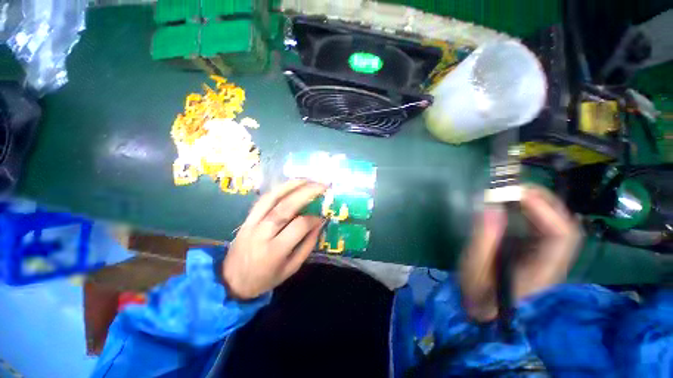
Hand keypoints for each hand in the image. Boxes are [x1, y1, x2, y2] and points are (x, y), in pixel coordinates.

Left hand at [222, 180, 326, 299]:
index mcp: (275, 251)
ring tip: (307, 179)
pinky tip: (290, 185)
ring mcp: (251, 223)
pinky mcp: (246, 218)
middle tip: (322, 186)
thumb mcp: (291, 268)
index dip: (313, 219)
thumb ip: (307, 245)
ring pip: (272, 198)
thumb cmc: (265, 278)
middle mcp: (262, 233)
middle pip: (285, 207)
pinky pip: (263, 199)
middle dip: (306, 193)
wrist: (231, 281)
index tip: (322, 217)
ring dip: (291, 186)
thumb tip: (319, 224)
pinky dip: (278, 189)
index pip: (299, 226)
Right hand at [460, 185, 581, 321]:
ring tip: (514, 193)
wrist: (484, 311)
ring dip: (540, 205)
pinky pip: (544, 229)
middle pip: (566, 227)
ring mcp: (547, 259)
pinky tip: (514, 207)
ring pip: (558, 226)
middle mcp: (553, 263)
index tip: (515, 194)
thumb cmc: (478, 293)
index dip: (544, 210)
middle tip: (515, 188)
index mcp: (541, 271)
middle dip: (545, 202)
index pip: (561, 236)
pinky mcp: (537, 255)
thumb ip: (483, 238)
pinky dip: (532, 213)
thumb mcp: (474, 267)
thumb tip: (490, 206)